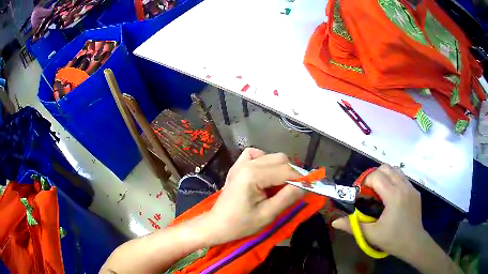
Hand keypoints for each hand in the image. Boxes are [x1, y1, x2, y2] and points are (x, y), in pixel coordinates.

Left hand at [205, 148, 304, 245]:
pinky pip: (255, 154)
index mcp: (253, 175)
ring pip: (271, 156)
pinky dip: (265, 161)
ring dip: (280, 168)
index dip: (301, 179)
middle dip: (291, 174)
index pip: (286, 171)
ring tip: (279, 186)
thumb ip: (288, 197)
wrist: (218, 224)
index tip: (310, 188)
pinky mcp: (238, 166)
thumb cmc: (241, 224)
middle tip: (293, 191)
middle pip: (280, 160)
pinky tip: (265, 174)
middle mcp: (247, 164)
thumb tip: (306, 185)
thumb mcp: (268, 214)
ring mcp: (241, 163)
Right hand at [332, 164, 426, 259]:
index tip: (360, 195)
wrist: (414, 243)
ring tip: (380, 193)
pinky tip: (391, 197)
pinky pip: (402, 178)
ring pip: (395, 170)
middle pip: (386, 168)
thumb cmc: (393, 239)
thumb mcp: (371, 235)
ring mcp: (411, 188)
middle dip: (374, 176)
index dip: (365, 182)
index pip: (376, 176)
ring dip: (385, 177)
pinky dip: (394, 181)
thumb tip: (334, 222)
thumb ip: (353, 226)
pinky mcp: (415, 191)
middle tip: (369, 193)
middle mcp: (404, 186)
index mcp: (393, 195)